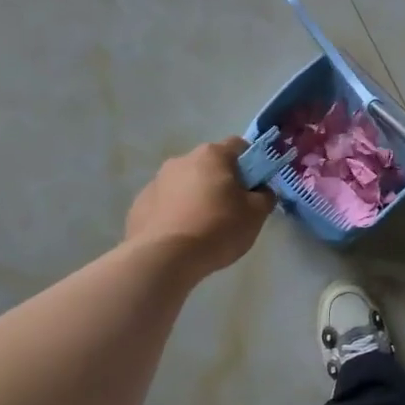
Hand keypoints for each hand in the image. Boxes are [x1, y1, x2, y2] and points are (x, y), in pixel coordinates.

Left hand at [125, 138, 271, 276]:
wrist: (163, 259)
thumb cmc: (217, 229)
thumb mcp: (256, 215)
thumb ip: (265, 196)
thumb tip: (261, 190)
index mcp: (212, 155)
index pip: (239, 146)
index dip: (251, 163)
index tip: (254, 187)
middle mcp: (182, 160)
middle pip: (210, 165)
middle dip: (221, 182)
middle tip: (231, 211)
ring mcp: (156, 181)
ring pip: (185, 184)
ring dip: (196, 197)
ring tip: (202, 228)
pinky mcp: (139, 204)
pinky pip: (165, 204)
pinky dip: (174, 214)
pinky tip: (180, 237)